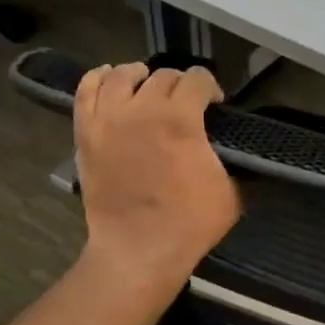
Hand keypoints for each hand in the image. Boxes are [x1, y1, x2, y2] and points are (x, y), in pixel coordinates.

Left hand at [74, 62, 241, 298]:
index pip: (198, 79)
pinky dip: (99, 79)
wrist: (138, 249)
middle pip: (163, 75)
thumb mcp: (231, 192)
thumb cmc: (189, 223)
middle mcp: (142, 109)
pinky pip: (86, 90)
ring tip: (148, 88)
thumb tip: (238, 149)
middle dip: (180, 85)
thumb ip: (234, 161)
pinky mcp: (86, 132)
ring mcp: (108, 119)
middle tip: (186, 105)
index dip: (211, 87)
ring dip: (141, 76)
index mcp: (181, 120)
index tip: (215, 104)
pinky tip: (111, 81)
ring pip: (122, 74)